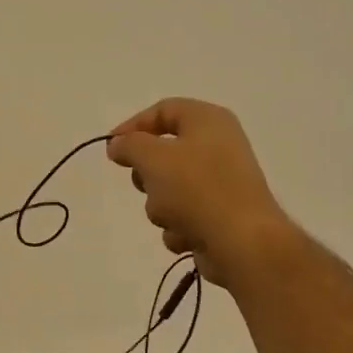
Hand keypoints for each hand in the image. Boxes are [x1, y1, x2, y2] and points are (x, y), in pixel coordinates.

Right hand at [107, 98, 297, 287]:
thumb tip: (118, 144)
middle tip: (144, 183)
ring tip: (172, 216)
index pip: (163, 110)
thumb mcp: (153, 157)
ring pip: (169, 190)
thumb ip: (130, 145)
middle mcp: (217, 147)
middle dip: (147, 174)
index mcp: (208, 121)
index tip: (111, 149)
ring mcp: (220, 184)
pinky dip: (179, 227)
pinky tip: (187, 235)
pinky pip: (183, 217)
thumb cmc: (197, 189)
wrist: (241, 242)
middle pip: (163, 153)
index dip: (133, 126)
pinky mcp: (218, 217)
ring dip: (160, 207)